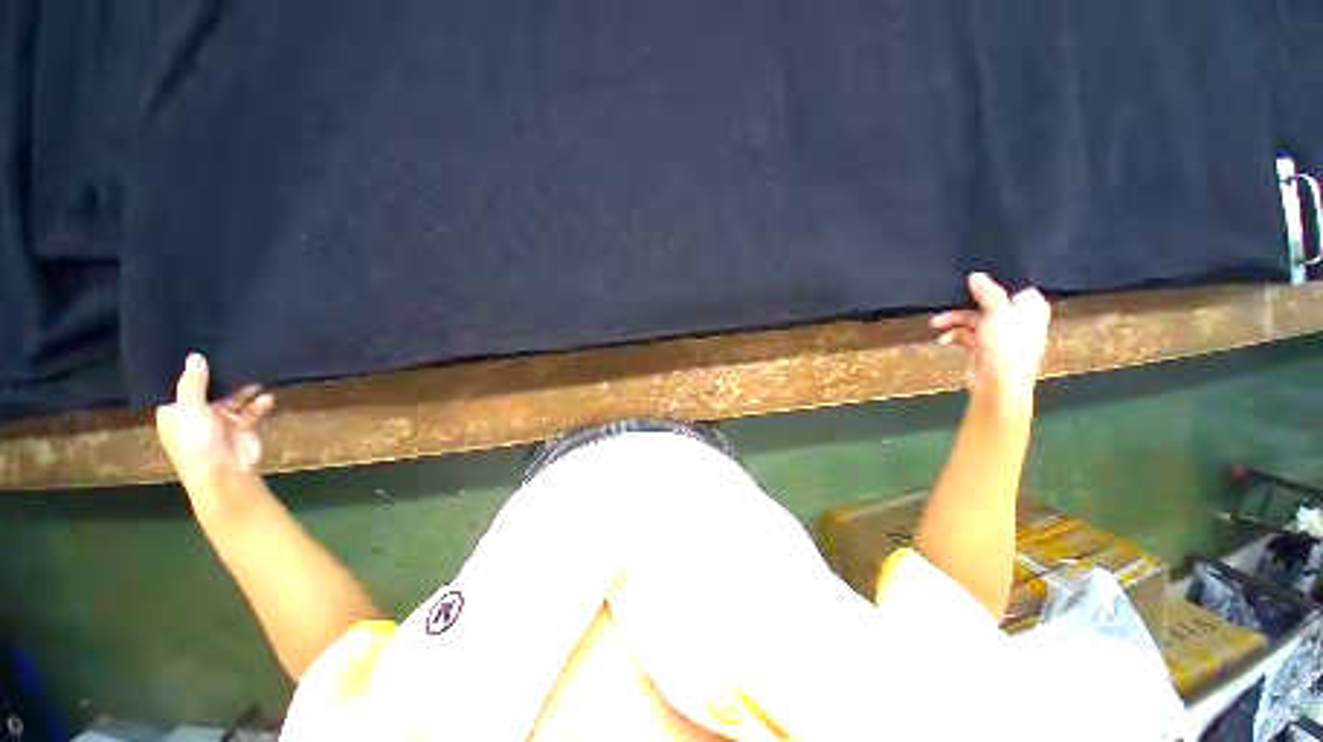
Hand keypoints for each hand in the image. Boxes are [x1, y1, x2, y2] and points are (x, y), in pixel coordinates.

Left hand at [156, 353, 274, 488]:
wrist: (225, 473)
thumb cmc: (196, 443)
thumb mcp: (188, 410)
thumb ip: (193, 384)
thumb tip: (195, 357)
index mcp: (177, 411)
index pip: (183, 385)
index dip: (192, 370)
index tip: (204, 349)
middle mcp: (198, 413)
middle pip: (212, 388)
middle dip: (224, 377)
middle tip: (238, 358)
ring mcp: (223, 420)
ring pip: (235, 396)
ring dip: (246, 390)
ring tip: (257, 382)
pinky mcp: (245, 425)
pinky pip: (254, 409)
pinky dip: (260, 404)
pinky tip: (266, 401)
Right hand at [930, 273, 1050, 400]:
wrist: (998, 383)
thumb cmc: (1007, 345)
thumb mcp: (998, 312)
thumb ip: (988, 292)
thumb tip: (976, 275)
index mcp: (1029, 306)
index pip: (1011, 286)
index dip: (991, 282)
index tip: (969, 278)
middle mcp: (1016, 318)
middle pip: (985, 303)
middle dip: (962, 305)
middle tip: (944, 304)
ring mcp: (997, 333)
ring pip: (971, 319)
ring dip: (952, 320)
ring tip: (935, 324)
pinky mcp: (982, 346)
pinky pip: (965, 334)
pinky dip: (954, 335)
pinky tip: (944, 339)